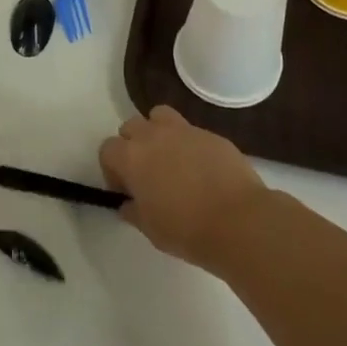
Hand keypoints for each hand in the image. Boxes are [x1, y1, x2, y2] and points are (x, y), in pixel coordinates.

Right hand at [98, 105, 268, 269]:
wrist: (239, 221)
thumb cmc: (187, 230)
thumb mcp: (151, 230)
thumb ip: (133, 211)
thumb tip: (128, 204)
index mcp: (132, 157)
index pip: (107, 149)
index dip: (112, 169)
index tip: (126, 189)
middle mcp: (153, 135)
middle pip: (131, 126)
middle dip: (132, 146)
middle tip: (146, 173)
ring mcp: (184, 130)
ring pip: (159, 116)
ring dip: (157, 132)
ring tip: (170, 159)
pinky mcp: (210, 133)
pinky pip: (190, 131)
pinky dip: (188, 144)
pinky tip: (201, 169)